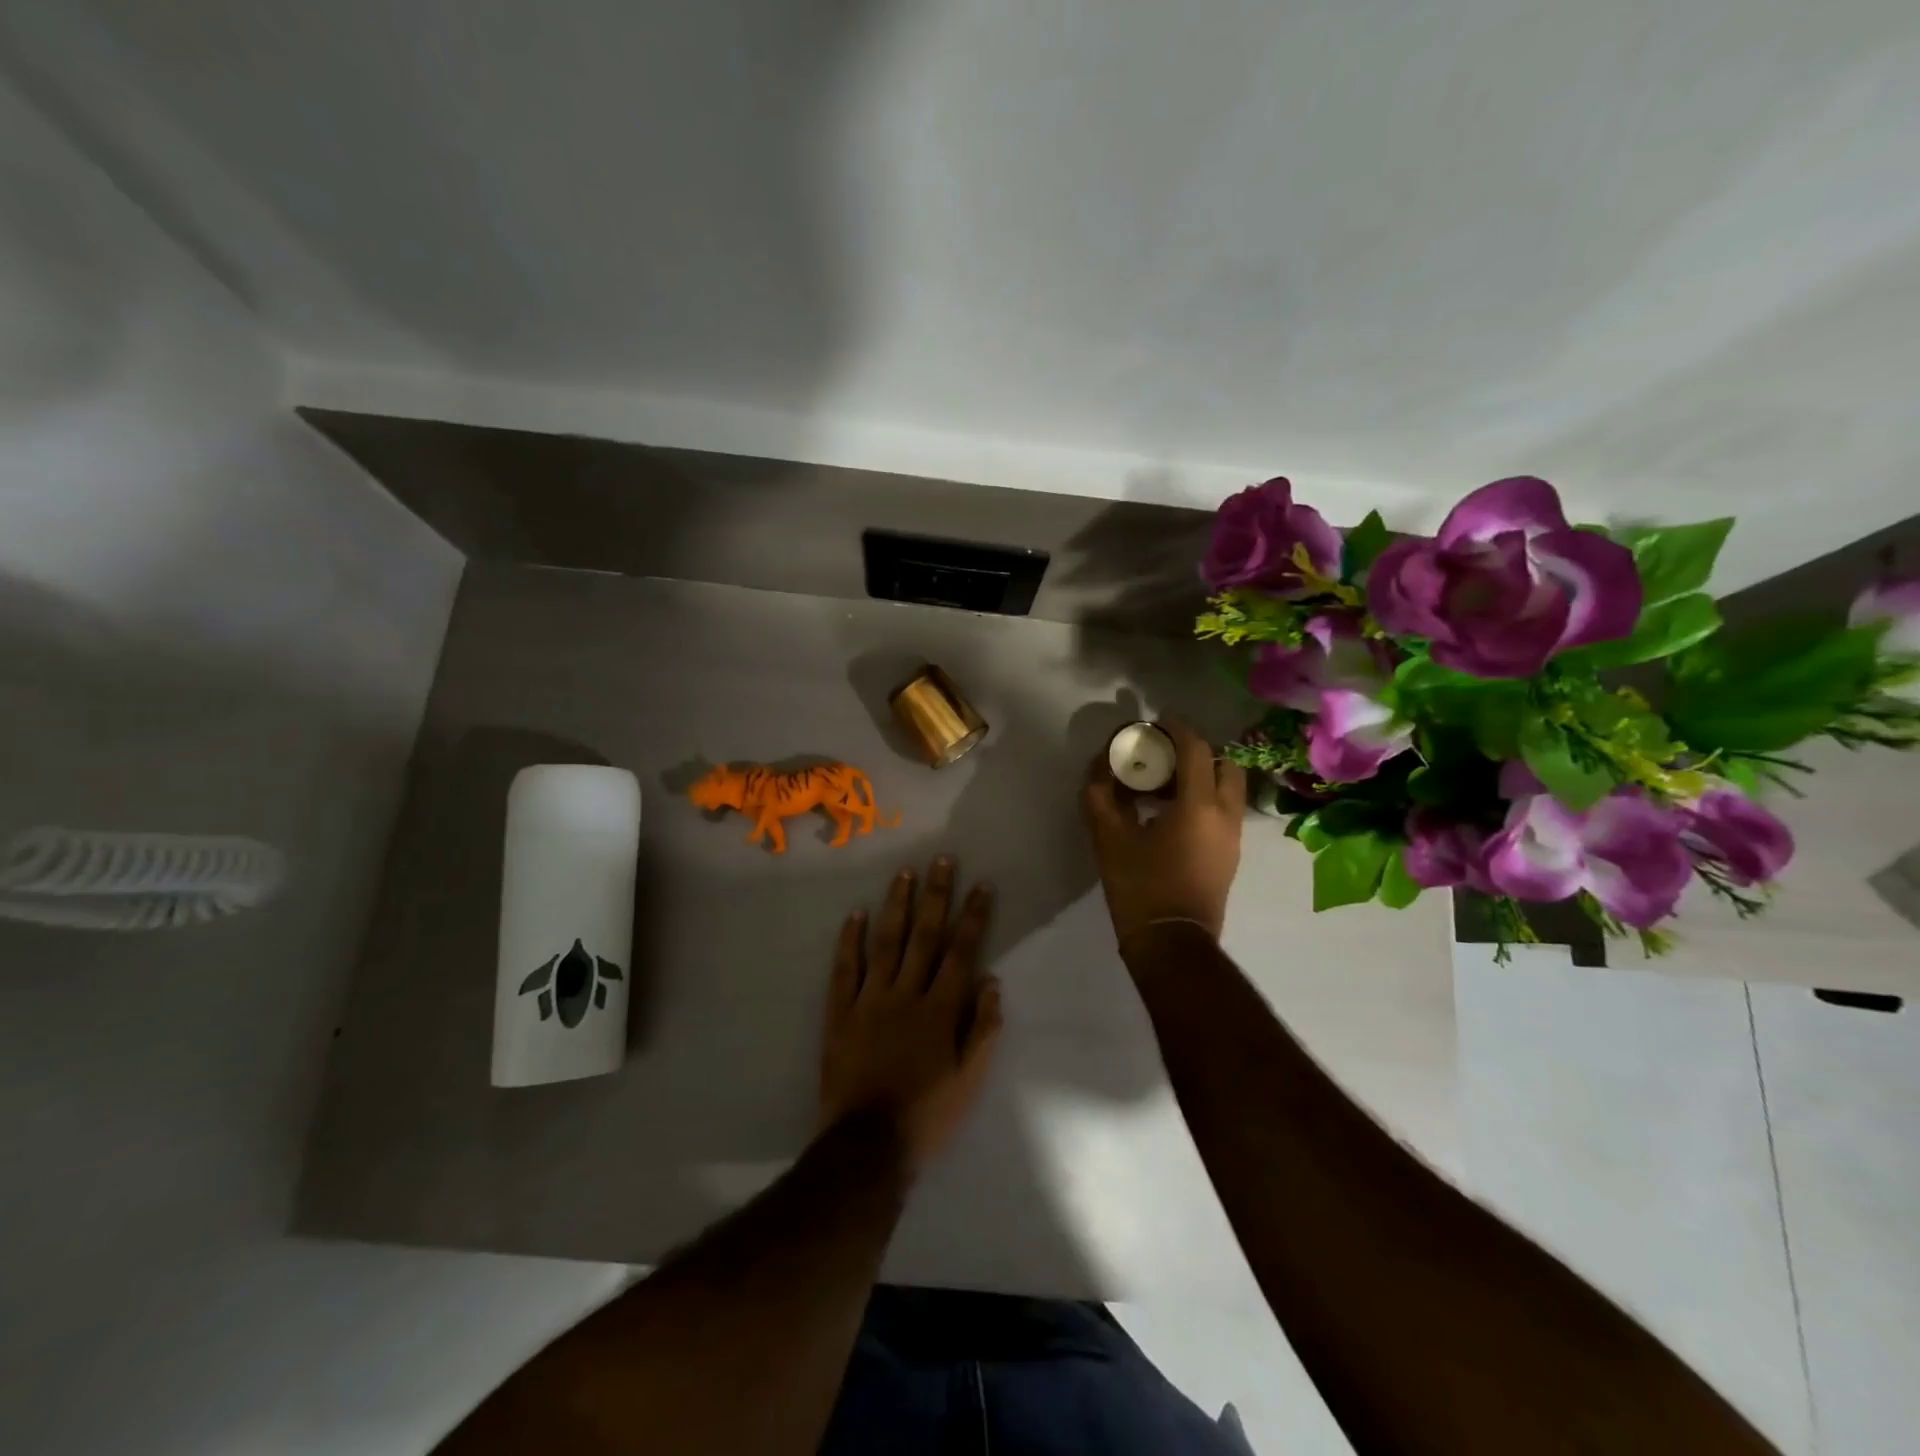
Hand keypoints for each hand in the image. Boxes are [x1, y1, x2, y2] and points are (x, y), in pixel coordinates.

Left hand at [819, 857, 1002, 1171]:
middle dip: (936, 895)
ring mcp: (869, 1000)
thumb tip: (990, 980)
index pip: (961, 951)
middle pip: (924, 935)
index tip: (980, 884)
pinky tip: (855, 915)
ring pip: (885, 942)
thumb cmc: (927, 1115)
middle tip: (941, 859)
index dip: (973, 916)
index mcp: (940, 1009)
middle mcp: (906, 994)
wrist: (866, 1147)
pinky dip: (849, 941)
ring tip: (904, 873)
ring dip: (896, 906)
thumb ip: (983, 1029)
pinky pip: (845, 969)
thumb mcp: (970, 1080)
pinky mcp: (840, 1013)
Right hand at [1081, 718, 1246, 947]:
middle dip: (1196, 752)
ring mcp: (1233, 837)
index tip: (1156, 724)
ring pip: (1227, 788)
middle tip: (1164, 756)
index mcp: (1199, 805)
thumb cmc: (1140, 887)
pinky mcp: (1231, 855)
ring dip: (1200, 776)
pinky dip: (1204, 799)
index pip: (1196, 749)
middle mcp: (1226, 814)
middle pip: (1223, 764)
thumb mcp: (1109, 837)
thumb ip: (1100, 796)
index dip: (1176, 729)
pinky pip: (1224, 811)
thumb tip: (1099, 770)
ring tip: (1163, 786)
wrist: (1172, 943)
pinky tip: (1170, 814)